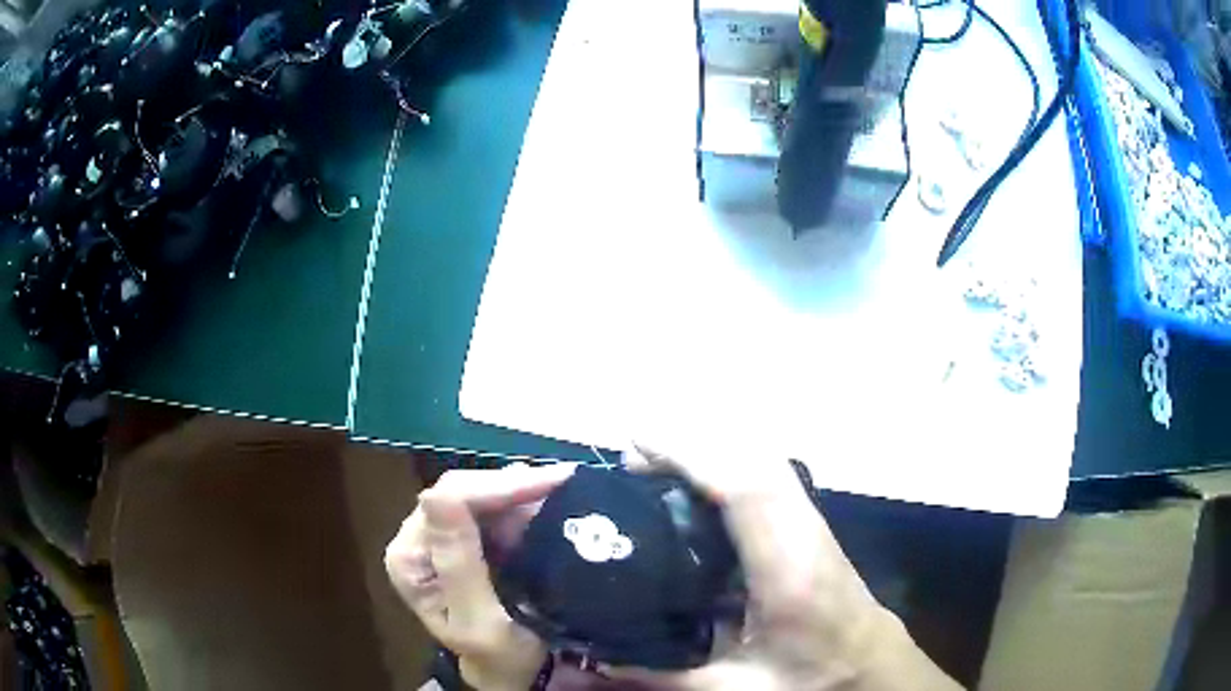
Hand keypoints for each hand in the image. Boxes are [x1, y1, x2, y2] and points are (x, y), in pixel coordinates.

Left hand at [385, 463, 575, 690]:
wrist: (508, 671)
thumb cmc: (498, 655)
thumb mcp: (479, 619)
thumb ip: (457, 563)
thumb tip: (435, 494)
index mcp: (409, 558)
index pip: (448, 501)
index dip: (499, 486)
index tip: (554, 482)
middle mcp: (416, 538)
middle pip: (462, 491)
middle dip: (513, 486)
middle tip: (564, 483)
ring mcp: (438, 536)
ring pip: (479, 494)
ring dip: (519, 493)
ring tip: (560, 492)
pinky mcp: (462, 539)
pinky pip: (490, 508)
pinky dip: (520, 504)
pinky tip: (545, 504)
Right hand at [612, 444, 960, 690]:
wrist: (871, 666)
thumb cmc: (811, 678)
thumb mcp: (735, 689)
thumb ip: (662, 678)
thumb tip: (593, 668)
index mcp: (789, 571)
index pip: (746, 491)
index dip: (693, 457)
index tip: (638, 446)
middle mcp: (806, 533)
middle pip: (756, 460)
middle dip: (695, 444)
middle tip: (635, 454)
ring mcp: (815, 524)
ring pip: (766, 462)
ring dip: (714, 450)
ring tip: (660, 462)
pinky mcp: (813, 527)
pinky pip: (771, 477)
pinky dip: (732, 464)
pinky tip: (702, 485)